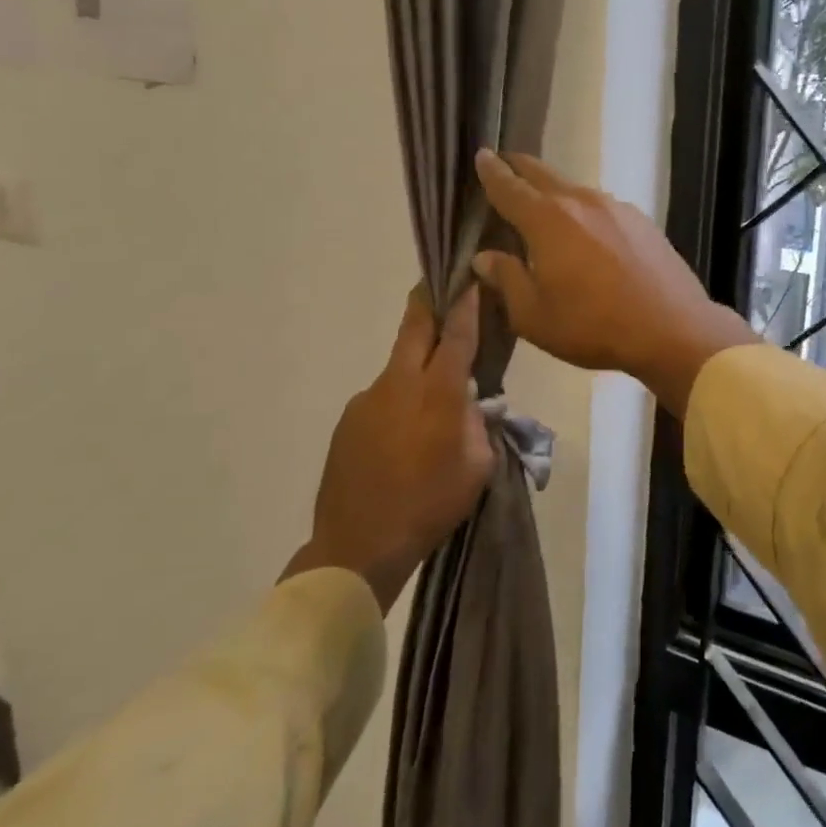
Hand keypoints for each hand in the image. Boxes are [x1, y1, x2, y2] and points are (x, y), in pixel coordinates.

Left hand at [283, 287, 493, 612]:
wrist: (358, 546)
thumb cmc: (431, 505)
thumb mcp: (478, 466)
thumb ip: (479, 424)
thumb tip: (470, 403)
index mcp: (438, 394)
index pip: (456, 336)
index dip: (466, 306)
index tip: (470, 280)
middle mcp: (399, 385)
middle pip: (415, 329)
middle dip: (428, 302)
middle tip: (438, 285)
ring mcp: (366, 401)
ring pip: (398, 367)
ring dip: (416, 365)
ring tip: (432, 394)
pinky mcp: (347, 422)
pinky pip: (382, 398)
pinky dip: (399, 400)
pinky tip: (404, 433)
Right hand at [471, 149, 755, 416]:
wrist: (673, 327)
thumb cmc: (593, 326)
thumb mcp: (534, 316)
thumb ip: (507, 280)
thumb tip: (485, 257)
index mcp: (547, 220)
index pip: (509, 187)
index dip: (491, 172)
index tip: (481, 155)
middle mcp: (582, 201)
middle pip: (543, 174)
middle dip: (520, 168)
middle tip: (505, 166)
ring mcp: (617, 208)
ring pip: (575, 190)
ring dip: (554, 192)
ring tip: (545, 206)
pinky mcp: (643, 221)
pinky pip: (602, 208)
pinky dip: (584, 211)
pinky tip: (588, 233)